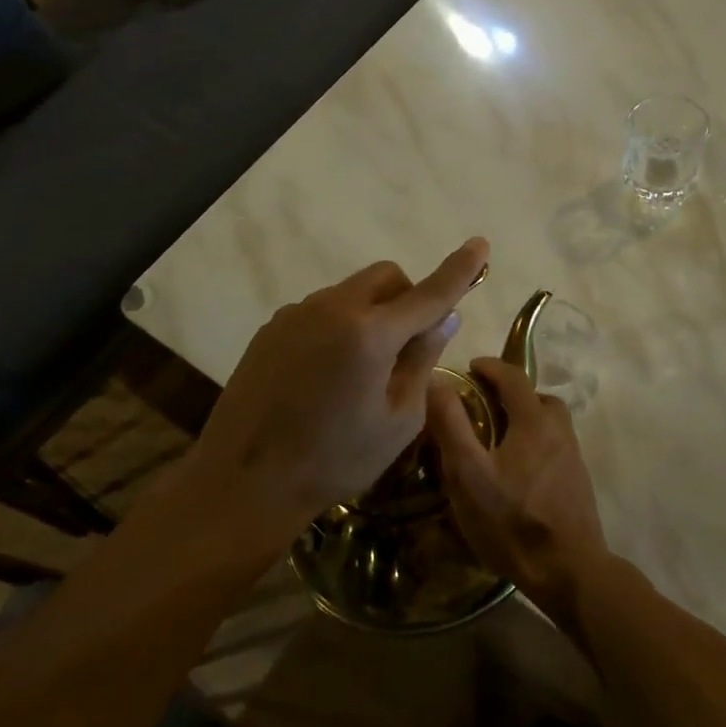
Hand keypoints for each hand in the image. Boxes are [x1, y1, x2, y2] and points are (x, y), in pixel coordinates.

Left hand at [191, 238, 489, 538]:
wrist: (244, 481)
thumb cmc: (334, 459)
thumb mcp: (399, 420)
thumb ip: (423, 360)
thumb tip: (444, 317)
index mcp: (370, 333)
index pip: (429, 293)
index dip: (460, 269)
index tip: (481, 245)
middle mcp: (332, 308)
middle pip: (386, 277)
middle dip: (408, 298)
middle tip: (409, 345)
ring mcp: (296, 314)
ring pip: (351, 293)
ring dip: (372, 314)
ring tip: (361, 371)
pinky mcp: (272, 328)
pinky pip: (322, 311)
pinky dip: (341, 326)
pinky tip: (326, 375)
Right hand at [428, 357, 608, 632]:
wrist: (569, 570)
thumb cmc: (512, 520)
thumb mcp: (468, 473)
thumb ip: (451, 425)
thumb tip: (436, 380)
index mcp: (535, 421)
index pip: (514, 377)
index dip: (491, 367)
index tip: (471, 367)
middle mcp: (560, 431)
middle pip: (538, 398)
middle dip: (511, 393)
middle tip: (483, 405)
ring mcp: (573, 458)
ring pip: (549, 423)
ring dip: (525, 419)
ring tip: (497, 439)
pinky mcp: (578, 482)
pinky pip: (554, 446)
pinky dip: (534, 443)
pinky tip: (517, 471)